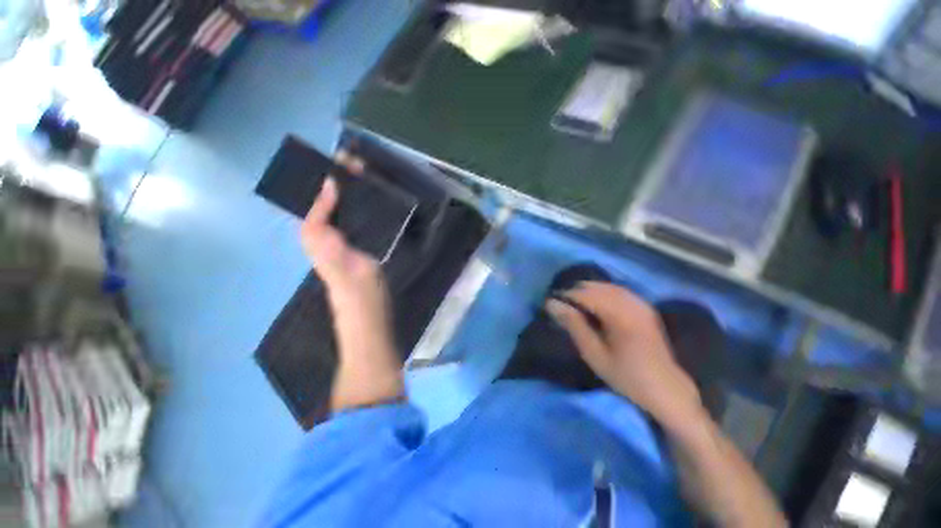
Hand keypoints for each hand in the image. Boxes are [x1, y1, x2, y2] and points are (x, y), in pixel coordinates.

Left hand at [301, 172, 403, 411]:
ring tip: (375, 172)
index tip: (346, 155)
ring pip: (357, 207)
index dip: (331, 173)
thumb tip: (328, 183)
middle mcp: (336, 229)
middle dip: (348, 177)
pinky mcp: (372, 243)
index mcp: (319, 229)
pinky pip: (371, 218)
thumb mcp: (323, 247)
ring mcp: (356, 236)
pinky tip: (385, 196)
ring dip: (364, 189)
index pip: (322, 194)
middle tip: (362, 160)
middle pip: (340, 198)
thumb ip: (320, 217)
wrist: (367, 307)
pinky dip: (376, 205)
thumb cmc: (345, 279)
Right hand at [546, 282, 703, 430]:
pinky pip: (619, 291)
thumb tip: (552, 304)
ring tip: (575, 303)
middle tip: (562, 304)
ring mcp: (641, 303)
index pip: (585, 294)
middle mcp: (631, 303)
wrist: (665, 389)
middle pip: (596, 287)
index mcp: (619, 315)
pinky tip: (596, 302)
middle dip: (576, 292)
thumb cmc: (625, 375)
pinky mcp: (645, 307)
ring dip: (589, 291)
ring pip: (607, 286)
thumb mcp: (594, 353)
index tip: (551, 303)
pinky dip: (603, 292)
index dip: (566, 295)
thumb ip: (573, 324)